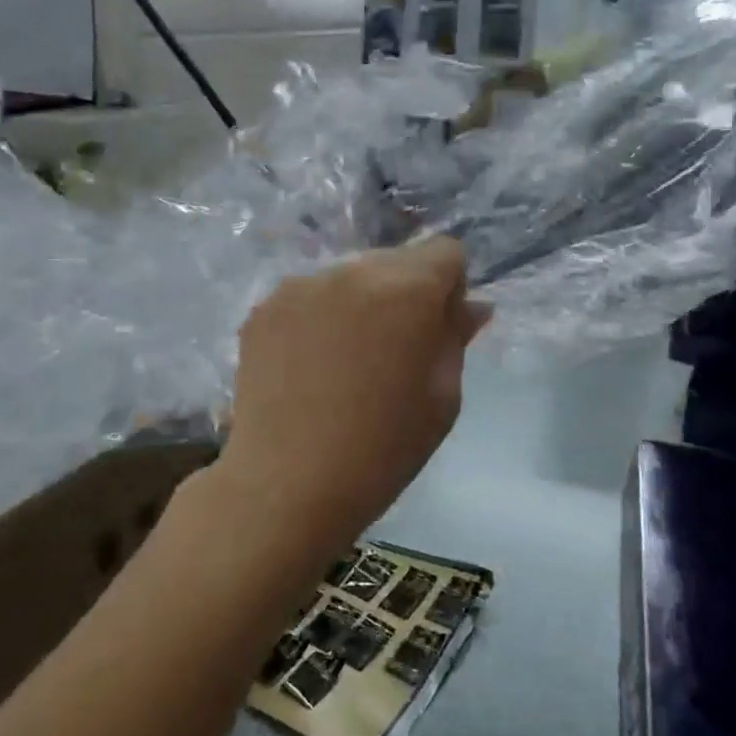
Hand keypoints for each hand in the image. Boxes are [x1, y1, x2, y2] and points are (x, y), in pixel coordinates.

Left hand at [212, 237, 491, 577]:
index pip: (445, 250)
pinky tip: (309, 366)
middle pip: (395, 260)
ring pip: (349, 277)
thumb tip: (472, 305)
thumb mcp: (441, 399)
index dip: (451, 286)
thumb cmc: (380, 450)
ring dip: (360, 303)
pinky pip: (309, 296)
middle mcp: (351, 271)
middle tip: (393, 352)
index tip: (436, 331)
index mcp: (406, 289)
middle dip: (405, 292)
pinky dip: (319, 317)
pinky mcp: (264, 308)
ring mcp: (300, 286)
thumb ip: (456, 337)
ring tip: (346, 363)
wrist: (286, 485)